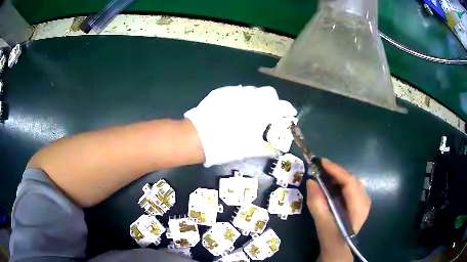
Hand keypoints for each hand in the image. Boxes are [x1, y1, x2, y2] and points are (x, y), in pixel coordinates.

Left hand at [184, 85, 296, 166]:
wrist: (199, 137)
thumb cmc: (228, 145)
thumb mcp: (250, 150)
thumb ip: (267, 148)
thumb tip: (277, 150)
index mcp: (262, 110)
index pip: (283, 106)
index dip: (288, 109)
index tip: (290, 114)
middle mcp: (252, 97)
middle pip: (269, 92)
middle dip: (273, 101)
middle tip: (269, 113)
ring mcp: (236, 92)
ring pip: (253, 90)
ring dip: (257, 98)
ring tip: (250, 111)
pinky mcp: (223, 91)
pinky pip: (238, 91)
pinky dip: (242, 98)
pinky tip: (234, 108)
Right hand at [307, 159, 370, 261]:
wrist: (338, 247)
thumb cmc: (331, 237)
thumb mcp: (322, 223)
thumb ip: (317, 203)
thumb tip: (311, 181)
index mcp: (359, 207)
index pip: (350, 182)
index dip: (336, 170)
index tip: (321, 162)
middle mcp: (365, 200)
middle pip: (351, 179)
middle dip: (336, 172)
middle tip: (319, 168)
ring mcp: (364, 200)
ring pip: (351, 181)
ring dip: (338, 176)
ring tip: (324, 174)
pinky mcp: (359, 201)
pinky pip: (351, 186)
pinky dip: (340, 182)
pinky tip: (331, 184)